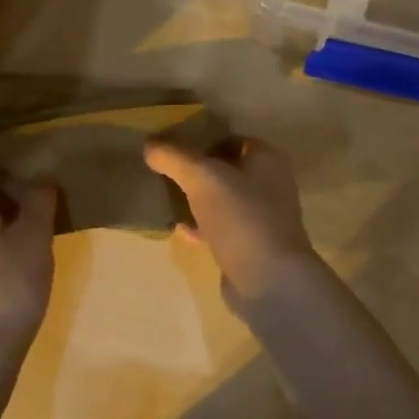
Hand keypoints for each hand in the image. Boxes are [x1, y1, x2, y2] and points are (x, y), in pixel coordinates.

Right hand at [143, 134, 318, 304]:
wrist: (268, 281)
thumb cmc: (241, 218)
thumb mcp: (202, 178)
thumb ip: (174, 157)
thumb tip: (149, 144)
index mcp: (266, 159)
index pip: (229, 138)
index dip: (200, 138)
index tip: (168, 145)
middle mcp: (269, 184)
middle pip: (224, 169)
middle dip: (194, 171)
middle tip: (161, 171)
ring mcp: (261, 217)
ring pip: (221, 199)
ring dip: (195, 199)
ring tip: (164, 198)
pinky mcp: (250, 246)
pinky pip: (220, 227)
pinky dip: (200, 226)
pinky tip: (179, 229)